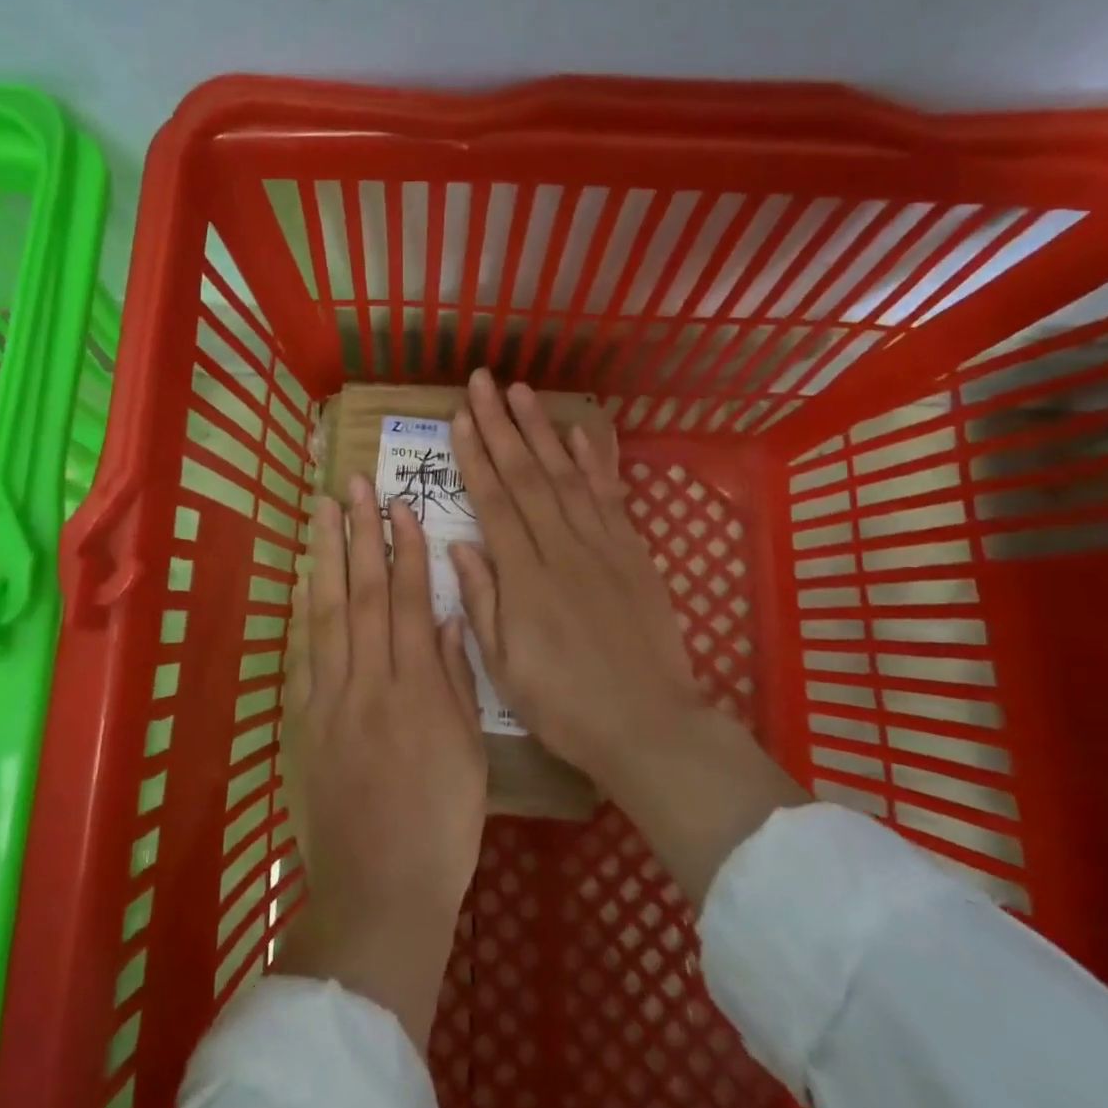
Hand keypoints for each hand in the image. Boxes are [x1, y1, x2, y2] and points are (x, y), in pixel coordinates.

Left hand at [276, 475, 487, 1050]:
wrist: (381, 888)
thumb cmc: (442, 824)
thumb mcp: (467, 751)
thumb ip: (454, 678)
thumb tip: (444, 615)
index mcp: (416, 688)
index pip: (407, 600)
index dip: (404, 548)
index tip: (400, 505)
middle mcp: (369, 680)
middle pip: (361, 593)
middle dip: (359, 533)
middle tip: (353, 485)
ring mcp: (330, 697)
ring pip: (327, 612)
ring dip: (325, 557)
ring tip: (322, 512)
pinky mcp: (305, 719)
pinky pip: (304, 653)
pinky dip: (302, 609)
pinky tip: (302, 578)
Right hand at [449, 370, 804, 904]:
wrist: (648, 725)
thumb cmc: (564, 704)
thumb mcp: (504, 665)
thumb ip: (481, 599)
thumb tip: (459, 544)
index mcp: (524, 577)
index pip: (493, 501)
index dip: (474, 455)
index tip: (459, 417)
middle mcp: (561, 548)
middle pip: (526, 475)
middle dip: (501, 424)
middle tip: (482, 382)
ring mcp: (602, 546)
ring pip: (566, 474)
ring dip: (541, 429)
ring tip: (522, 390)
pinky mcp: (633, 553)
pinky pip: (610, 496)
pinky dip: (596, 460)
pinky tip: (580, 432)